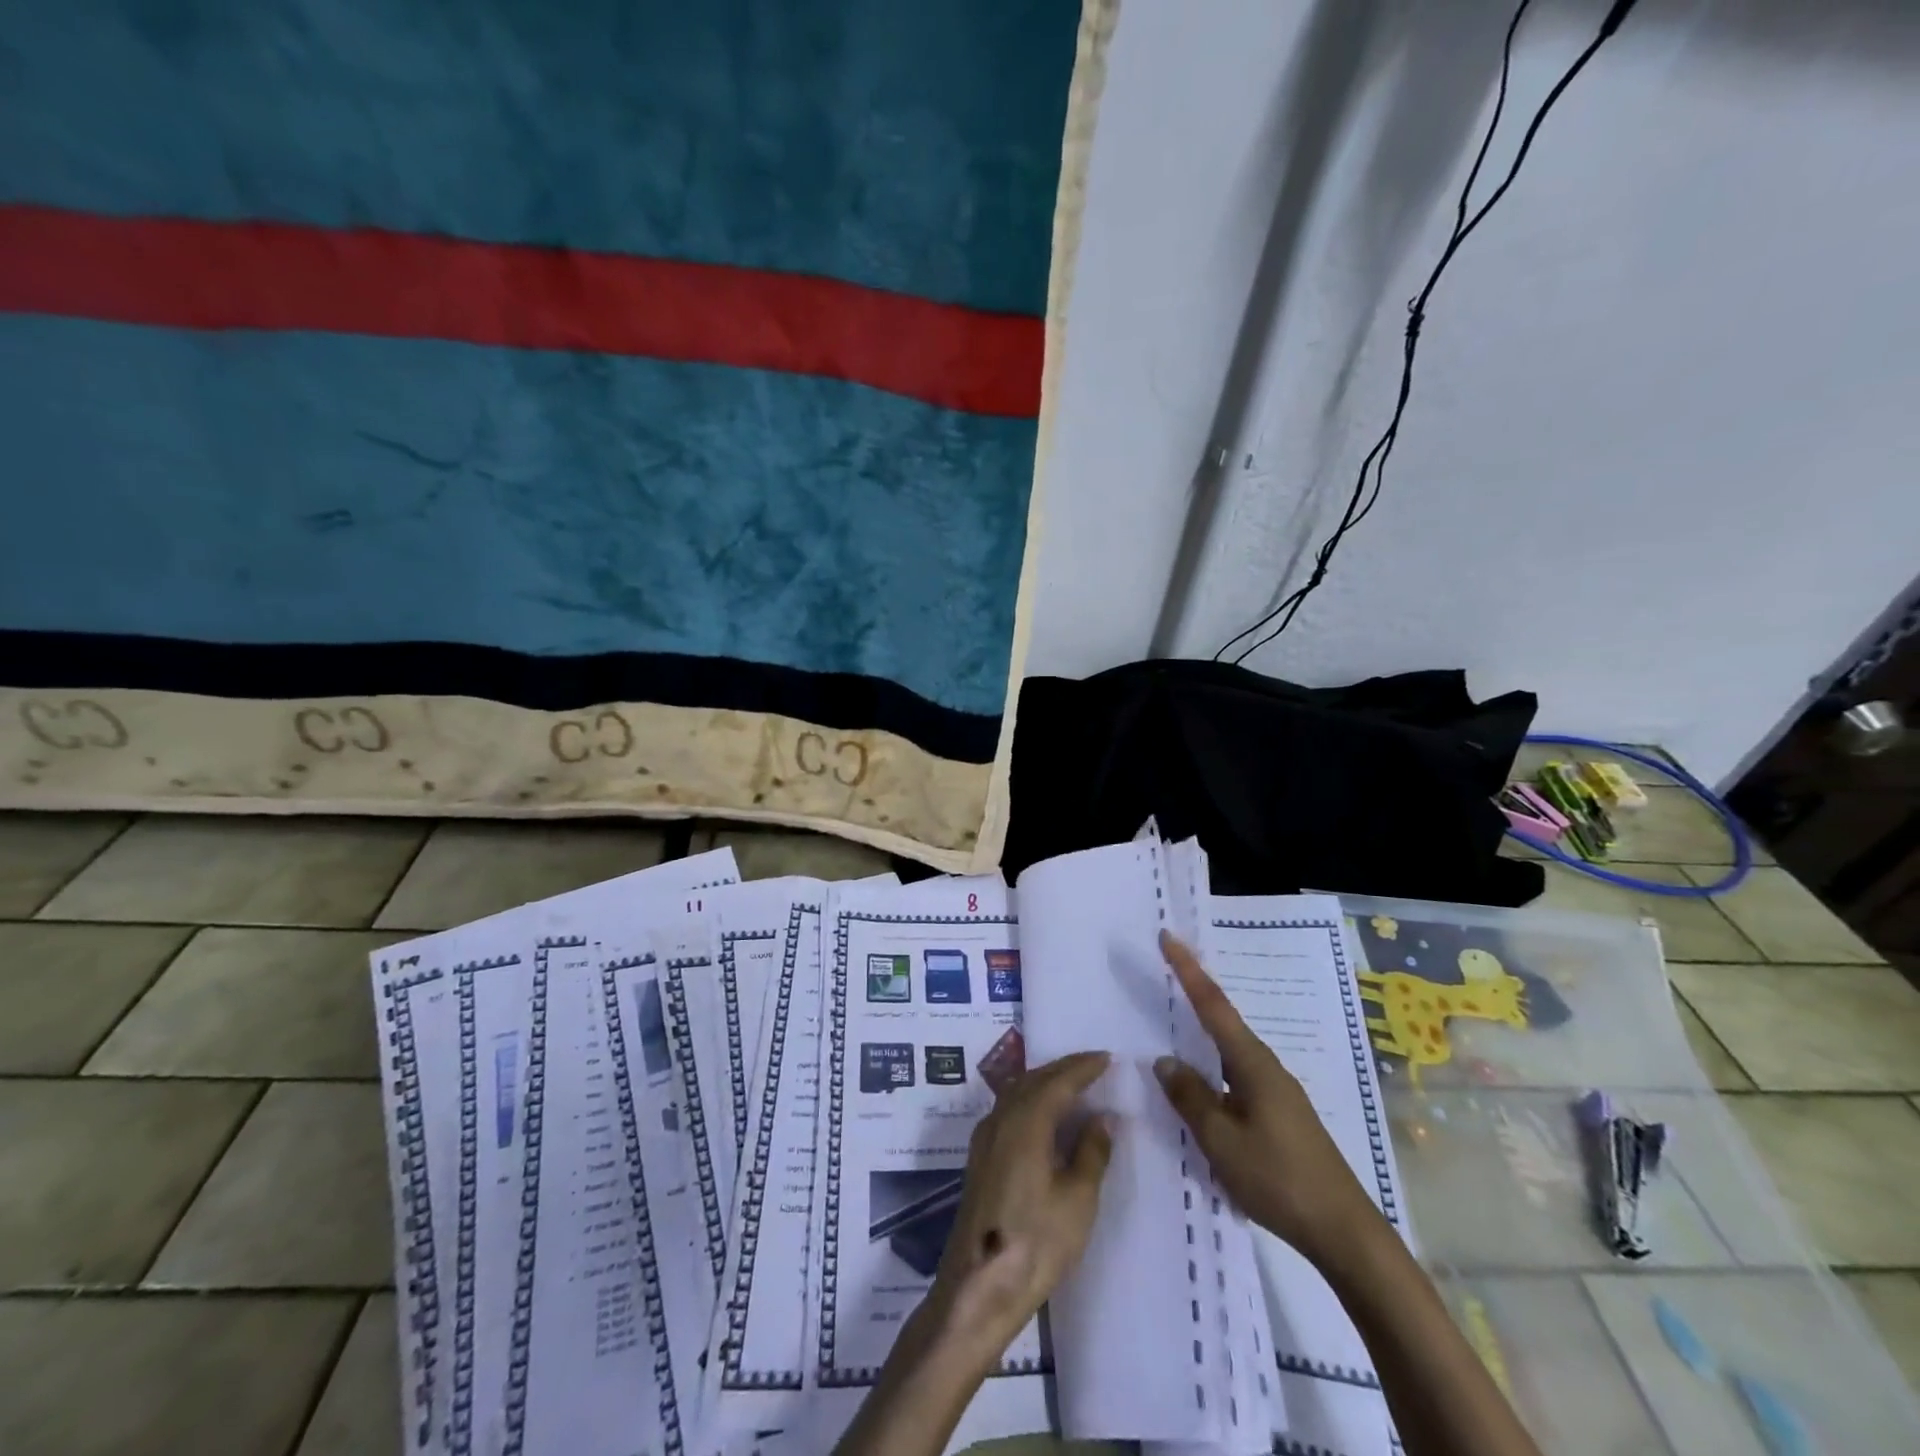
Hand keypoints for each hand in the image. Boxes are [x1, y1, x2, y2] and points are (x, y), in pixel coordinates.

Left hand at [928, 1050, 1113, 1364]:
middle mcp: (1001, 1118)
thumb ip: (1091, 1153)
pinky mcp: (980, 1157)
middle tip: (1092, 1065)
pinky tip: (1042, 1114)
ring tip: (1072, 1084)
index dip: (1083, 1067)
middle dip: (1063, 1068)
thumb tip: (1103, 1117)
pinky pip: (1008, 1109)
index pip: (1058, 1081)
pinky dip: (1030, 1099)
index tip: (1107, 1058)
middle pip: (1033, 1079)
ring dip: (1044, 1081)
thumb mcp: (1077, 1200)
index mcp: (1026, 1122)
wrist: (978, 1286)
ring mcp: (985, 1137)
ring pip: (1016, 1092)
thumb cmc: (1035, 1242)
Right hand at [1153, 931, 1385, 1271]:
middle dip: (1194, 992)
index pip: (1213, 1005)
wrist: (1344, 1233)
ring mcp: (1277, 1091)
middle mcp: (1266, 1067)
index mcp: (1253, 1064)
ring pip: (1229, 1050)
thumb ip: (1190, 1097)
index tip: (1167, 937)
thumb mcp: (1222, 1141)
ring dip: (1203, 1031)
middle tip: (1165, 968)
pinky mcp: (1280, 1114)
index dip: (1187, 970)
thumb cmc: (1280, 1179)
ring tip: (1174, 1018)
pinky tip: (1202, 1082)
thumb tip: (1165, 1061)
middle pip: (1223, 1020)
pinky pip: (1236, 1075)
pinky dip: (1213, 1065)